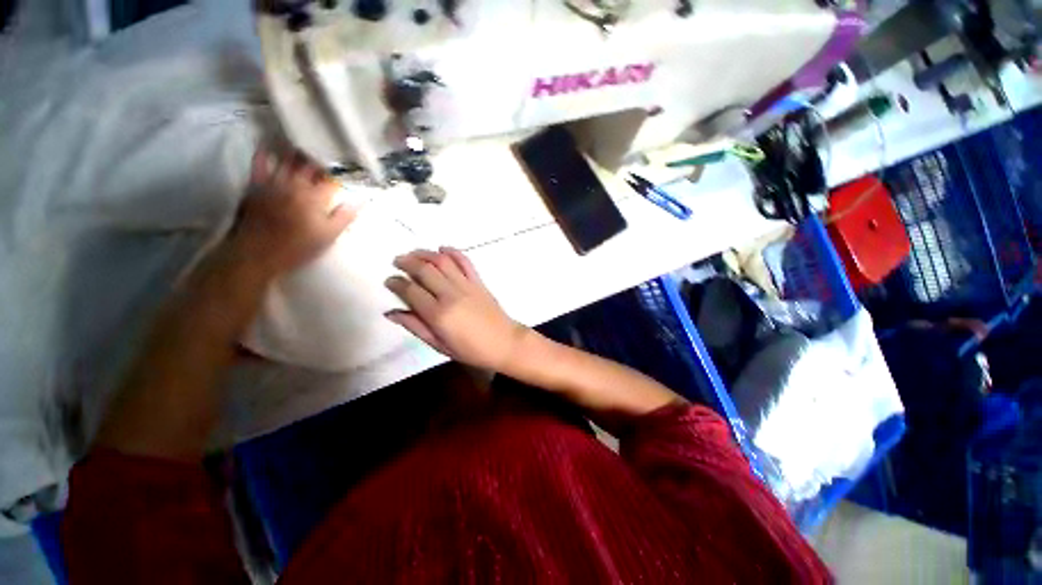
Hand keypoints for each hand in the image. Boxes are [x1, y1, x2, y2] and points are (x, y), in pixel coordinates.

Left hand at [231, 148, 355, 275]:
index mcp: (316, 198)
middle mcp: (296, 185)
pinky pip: (260, 164)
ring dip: (296, 151)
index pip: (331, 180)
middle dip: (320, 158)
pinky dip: (264, 153)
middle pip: (310, 166)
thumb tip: (360, 201)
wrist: (256, 254)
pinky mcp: (256, 185)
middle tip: (326, 150)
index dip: (340, 174)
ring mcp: (274, 183)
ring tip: (304, 141)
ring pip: (287, 161)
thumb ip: (344, 217)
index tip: (347, 168)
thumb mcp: (328, 236)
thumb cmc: (297, 247)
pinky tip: (268, 144)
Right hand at [385, 248, 528, 371]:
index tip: (389, 280)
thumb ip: (416, 327)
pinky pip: (465, 261)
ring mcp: (467, 285)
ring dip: (425, 253)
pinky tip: (442, 249)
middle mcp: (451, 295)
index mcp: (438, 314)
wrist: (504, 342)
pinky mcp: (478, 281)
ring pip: (442, 261)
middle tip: (397, 261)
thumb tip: (391, 313)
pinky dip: (452, 252)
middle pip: (424, 270)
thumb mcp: (439, 345)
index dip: (396, 283)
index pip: (411, 291)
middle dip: (406, 262)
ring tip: (413, 253)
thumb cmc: (471, 350)